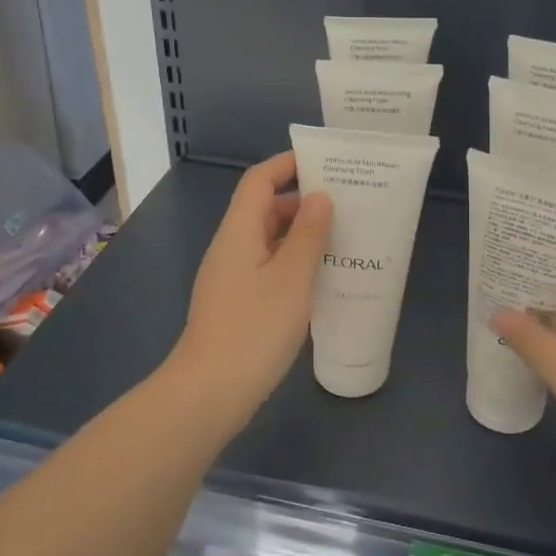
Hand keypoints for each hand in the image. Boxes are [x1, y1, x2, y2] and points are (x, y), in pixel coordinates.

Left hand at [167, 152, 332, 411]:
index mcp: (239, 232)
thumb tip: (320, 197)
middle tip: (347, 203)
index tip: (325, 160)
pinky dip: (294, 262)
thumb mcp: (291, 279)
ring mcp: (231, 277)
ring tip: (343, 237)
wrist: (208, 394)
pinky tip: (320, 278)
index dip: (288, 163)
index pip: (259, 181)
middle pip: (264, 208)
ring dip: (301, 234)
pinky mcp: (237, 303)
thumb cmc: (253, 330)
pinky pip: (268, 267)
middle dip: (303, 200)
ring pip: (268, 240)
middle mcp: (231, 247)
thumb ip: (308, 235)